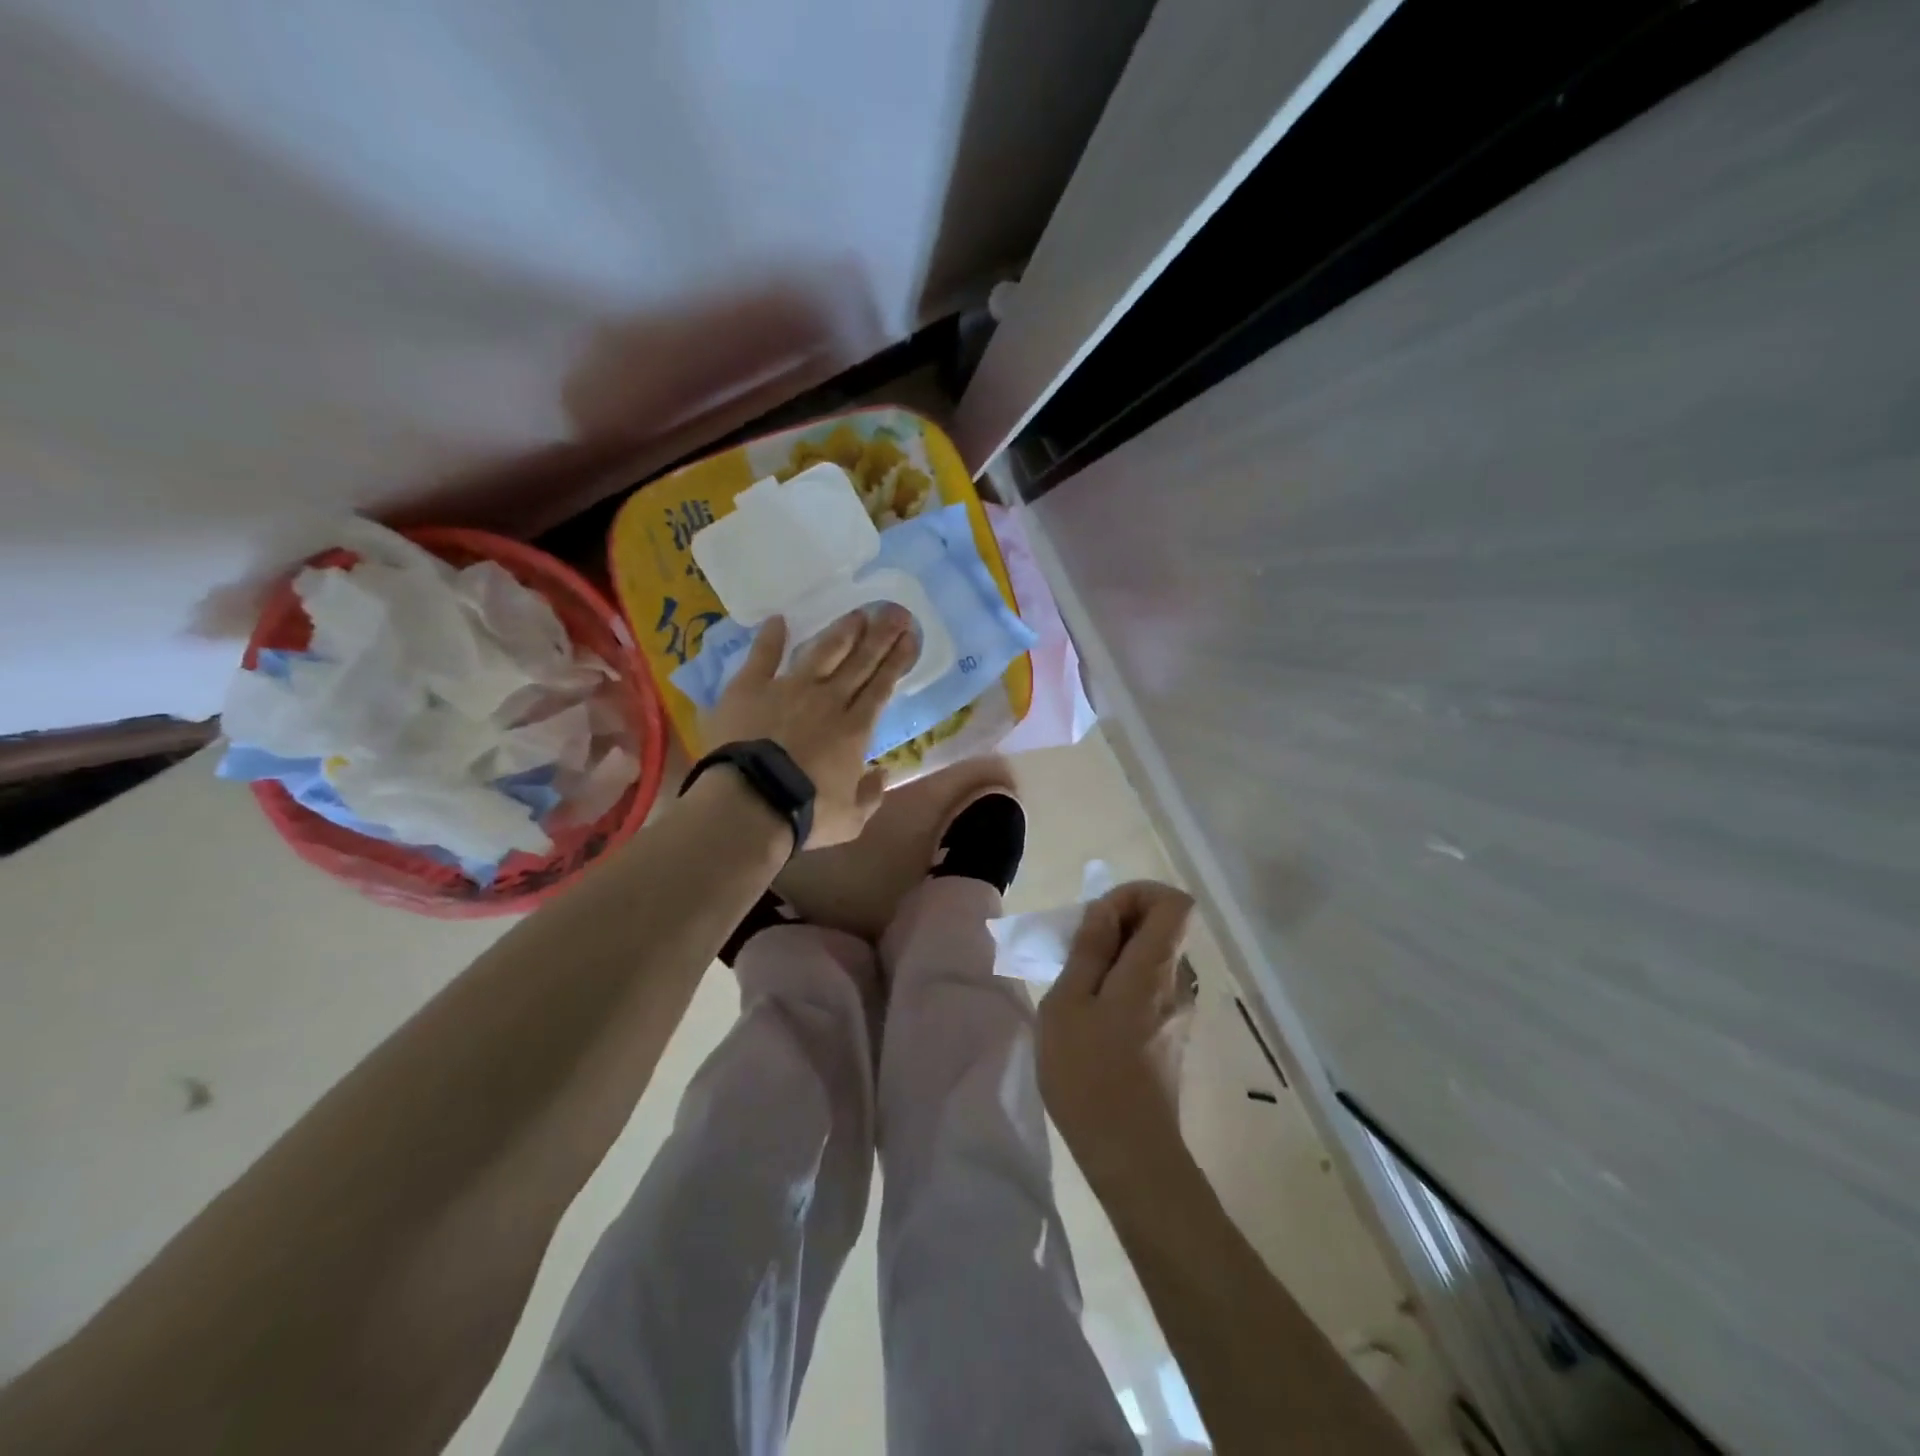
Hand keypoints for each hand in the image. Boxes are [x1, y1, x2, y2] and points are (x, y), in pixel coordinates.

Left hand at [703, 607, 918, 847]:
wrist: (750, 803)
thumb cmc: (805, 814)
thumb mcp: (851, 819)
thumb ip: (871, 795)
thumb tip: (883, 774)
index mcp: (855, 729)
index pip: (882, 686)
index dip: (897, 660)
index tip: (910, 637)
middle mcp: (828, 699)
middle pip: (860, 661)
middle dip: (881, 635)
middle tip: (896, 611)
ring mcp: (789, 689)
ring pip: (822, 652)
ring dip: (842, 631)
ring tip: (858, 613)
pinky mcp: (751, 688)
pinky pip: (764, 656)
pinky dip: (771, 638)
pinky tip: (779, 620)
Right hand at [1038, 881, 1198, 1187]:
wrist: (1130, 1155)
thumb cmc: (1088, 1074)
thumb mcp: (1067, 1004)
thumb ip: (1088, 950)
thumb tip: (1104, 911)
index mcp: (1154, 969)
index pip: (1175, 903)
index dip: (1138, 894)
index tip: (1100, 918)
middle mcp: (1177, 984)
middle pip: (1162, 929)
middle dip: (1118, 925)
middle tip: (1076, 954)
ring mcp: (1179, 1012)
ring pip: (1154, 959)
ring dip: (1117, 958)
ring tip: (1077, 988)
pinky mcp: (1172, 1036)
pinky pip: (1152, 988)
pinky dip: (1124, 985)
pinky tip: (1093, 1019)